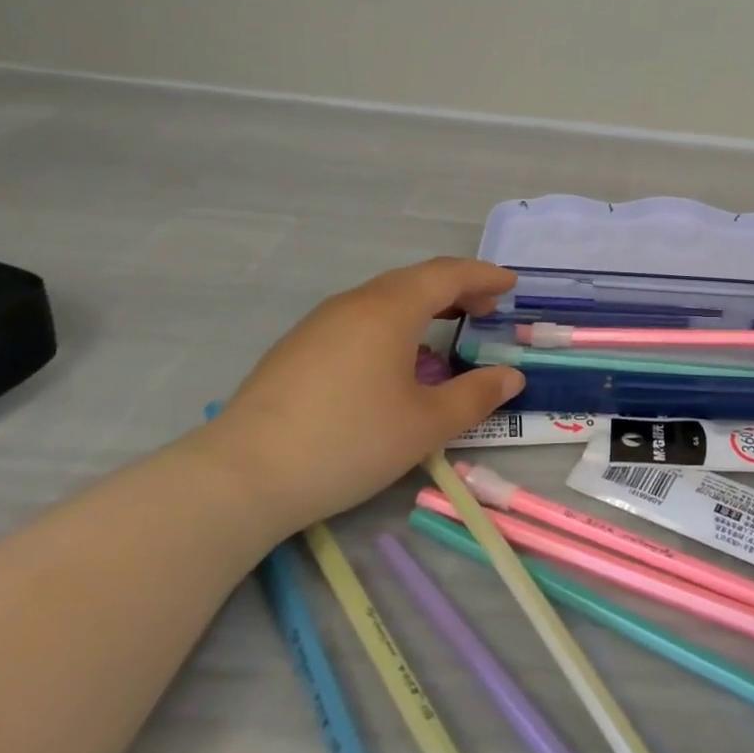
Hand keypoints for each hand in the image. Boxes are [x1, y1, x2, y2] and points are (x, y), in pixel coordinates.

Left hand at [199, 258, 524, 536]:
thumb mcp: (427, 424)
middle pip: (415, 280)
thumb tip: (511, 376)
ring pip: (383, 299)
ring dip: (423, 306)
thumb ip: (477, 395)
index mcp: (390, 310)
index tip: (511, 284)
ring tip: (446, 332)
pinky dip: (392, 324)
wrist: (242, 477)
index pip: (448, 275)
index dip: (484, 276)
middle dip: (456, 289)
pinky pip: (359, 319)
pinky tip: (394, 361)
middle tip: (486, 309)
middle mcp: (354, 304)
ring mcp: (319, 324)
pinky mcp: (297, 349)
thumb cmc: (349, 441)